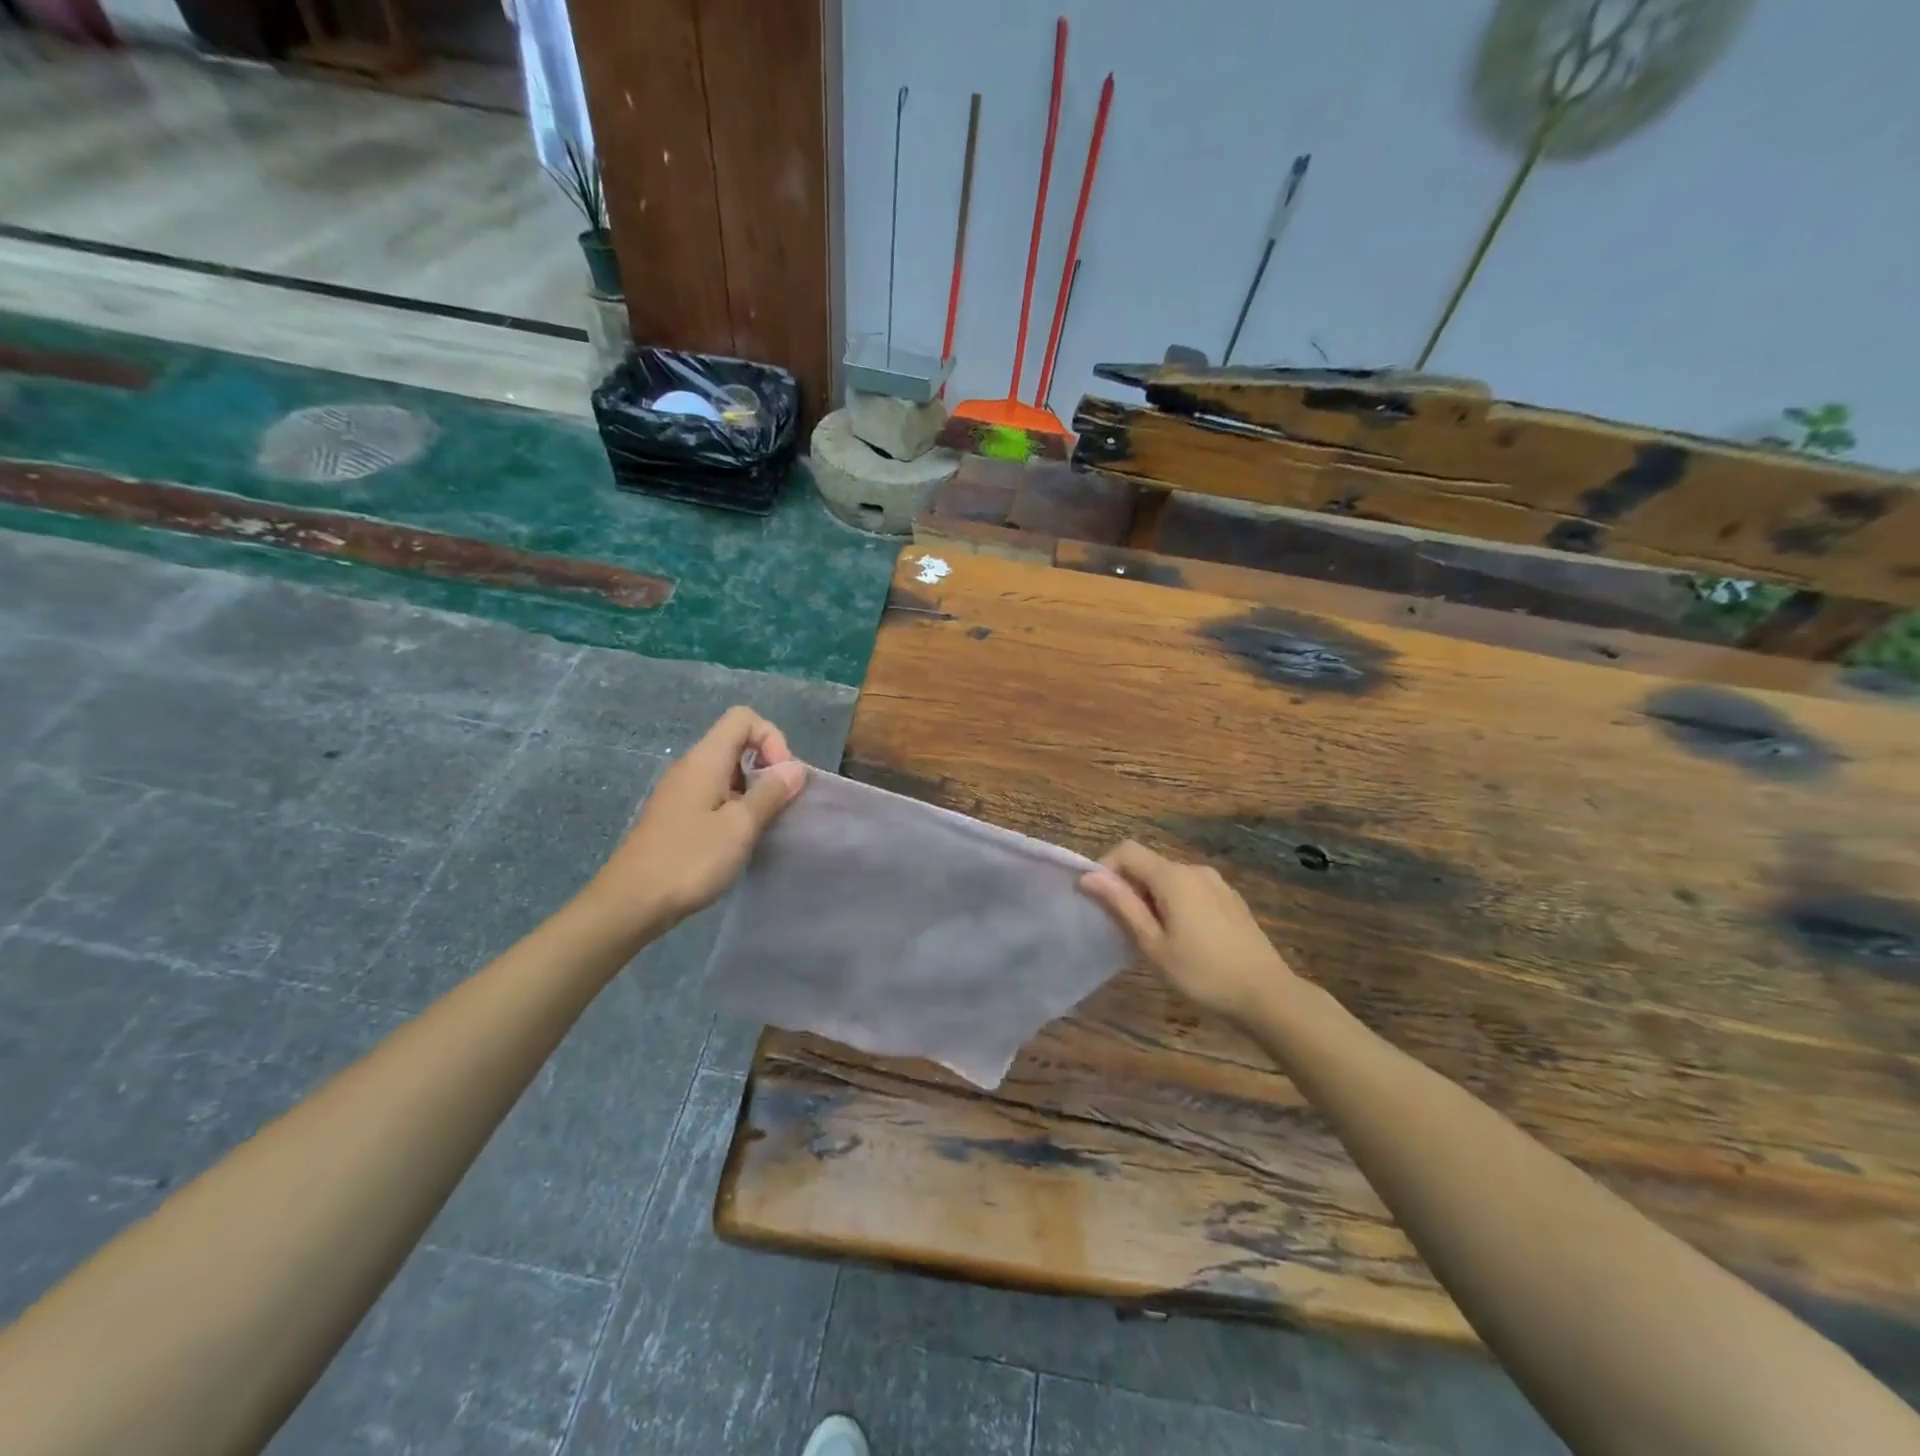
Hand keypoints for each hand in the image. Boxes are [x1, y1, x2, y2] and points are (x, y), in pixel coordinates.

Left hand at [584, 706, 806, 934]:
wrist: (631, 903)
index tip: (781, 778)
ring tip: (762, 826)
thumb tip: (795, 767)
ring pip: (728, 772)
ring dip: (753, 791)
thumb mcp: (740, 826)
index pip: (743, 718)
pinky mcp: (677, 816)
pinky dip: (735, 808)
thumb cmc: (689, 859)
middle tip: (779, 805)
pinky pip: (715, 796)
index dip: (771, 739)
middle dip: (767, 767)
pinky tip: (738, 840)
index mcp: (705, 760)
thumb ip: (770, 793)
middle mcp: (691, 767)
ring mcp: (681, 792)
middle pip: (737, 743)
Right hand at [1081, 840, 1296, 1023]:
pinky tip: (1184, 938)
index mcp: (1172, 876)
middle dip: (1128, 887)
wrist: (1267, 994)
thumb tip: (1088, 876)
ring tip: (1153, 937)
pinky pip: (1191, 889)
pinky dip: (1175, 902)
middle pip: (1148, 863)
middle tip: (1124, 928)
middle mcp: (1194, 869)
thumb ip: (1121, 905)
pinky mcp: (1230, 898)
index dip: (1105, 868)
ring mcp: (1216, 883)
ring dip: (1152, 897)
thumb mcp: (1153, 944)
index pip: (1127, 850)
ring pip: (1169, 878)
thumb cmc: (1202, 973)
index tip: (1099, 901)